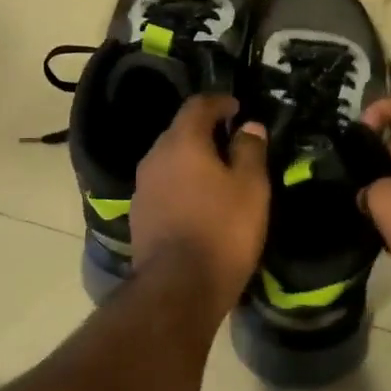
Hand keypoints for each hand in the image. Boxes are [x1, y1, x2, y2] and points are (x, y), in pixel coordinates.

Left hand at [131, 95, 269, 309]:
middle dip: (205, 132)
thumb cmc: (222, 230)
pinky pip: (163, 187)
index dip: (219, 102)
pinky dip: (181, 185)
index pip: (197, 106)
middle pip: (180, 132)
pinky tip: (199, 203)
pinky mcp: (139, 216)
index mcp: (182, 143)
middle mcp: (155, 158)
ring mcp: (142, 188)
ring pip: (170, 161)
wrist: (178, 288)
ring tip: (218, 175)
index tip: (237, 108)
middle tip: (231, 142)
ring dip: (192, 161)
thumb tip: (249, 126)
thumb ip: (250, 151)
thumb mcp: (251, 188)